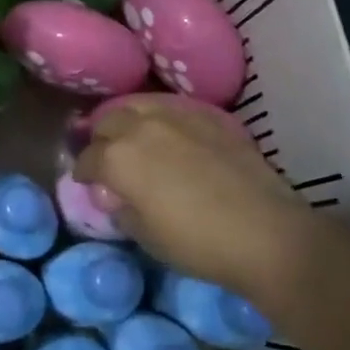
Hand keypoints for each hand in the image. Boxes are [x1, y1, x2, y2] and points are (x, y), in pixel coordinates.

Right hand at [73, 99, 307, 298]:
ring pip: (138, 106)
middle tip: (108, 160)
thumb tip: (115, 196)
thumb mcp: (143, 235)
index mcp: (117, 158)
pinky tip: (169, 135)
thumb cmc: (196, 243)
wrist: (266, 234)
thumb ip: (120, 208)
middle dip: (102, 140)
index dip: (83, 173)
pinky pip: (173, 109)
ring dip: (129, 122)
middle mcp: (140, 127)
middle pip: (107, 122)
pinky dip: (161, 119)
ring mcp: (177, 117)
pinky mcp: (209, 118)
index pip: (87, 159)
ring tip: (135, 139)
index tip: (86, 184)